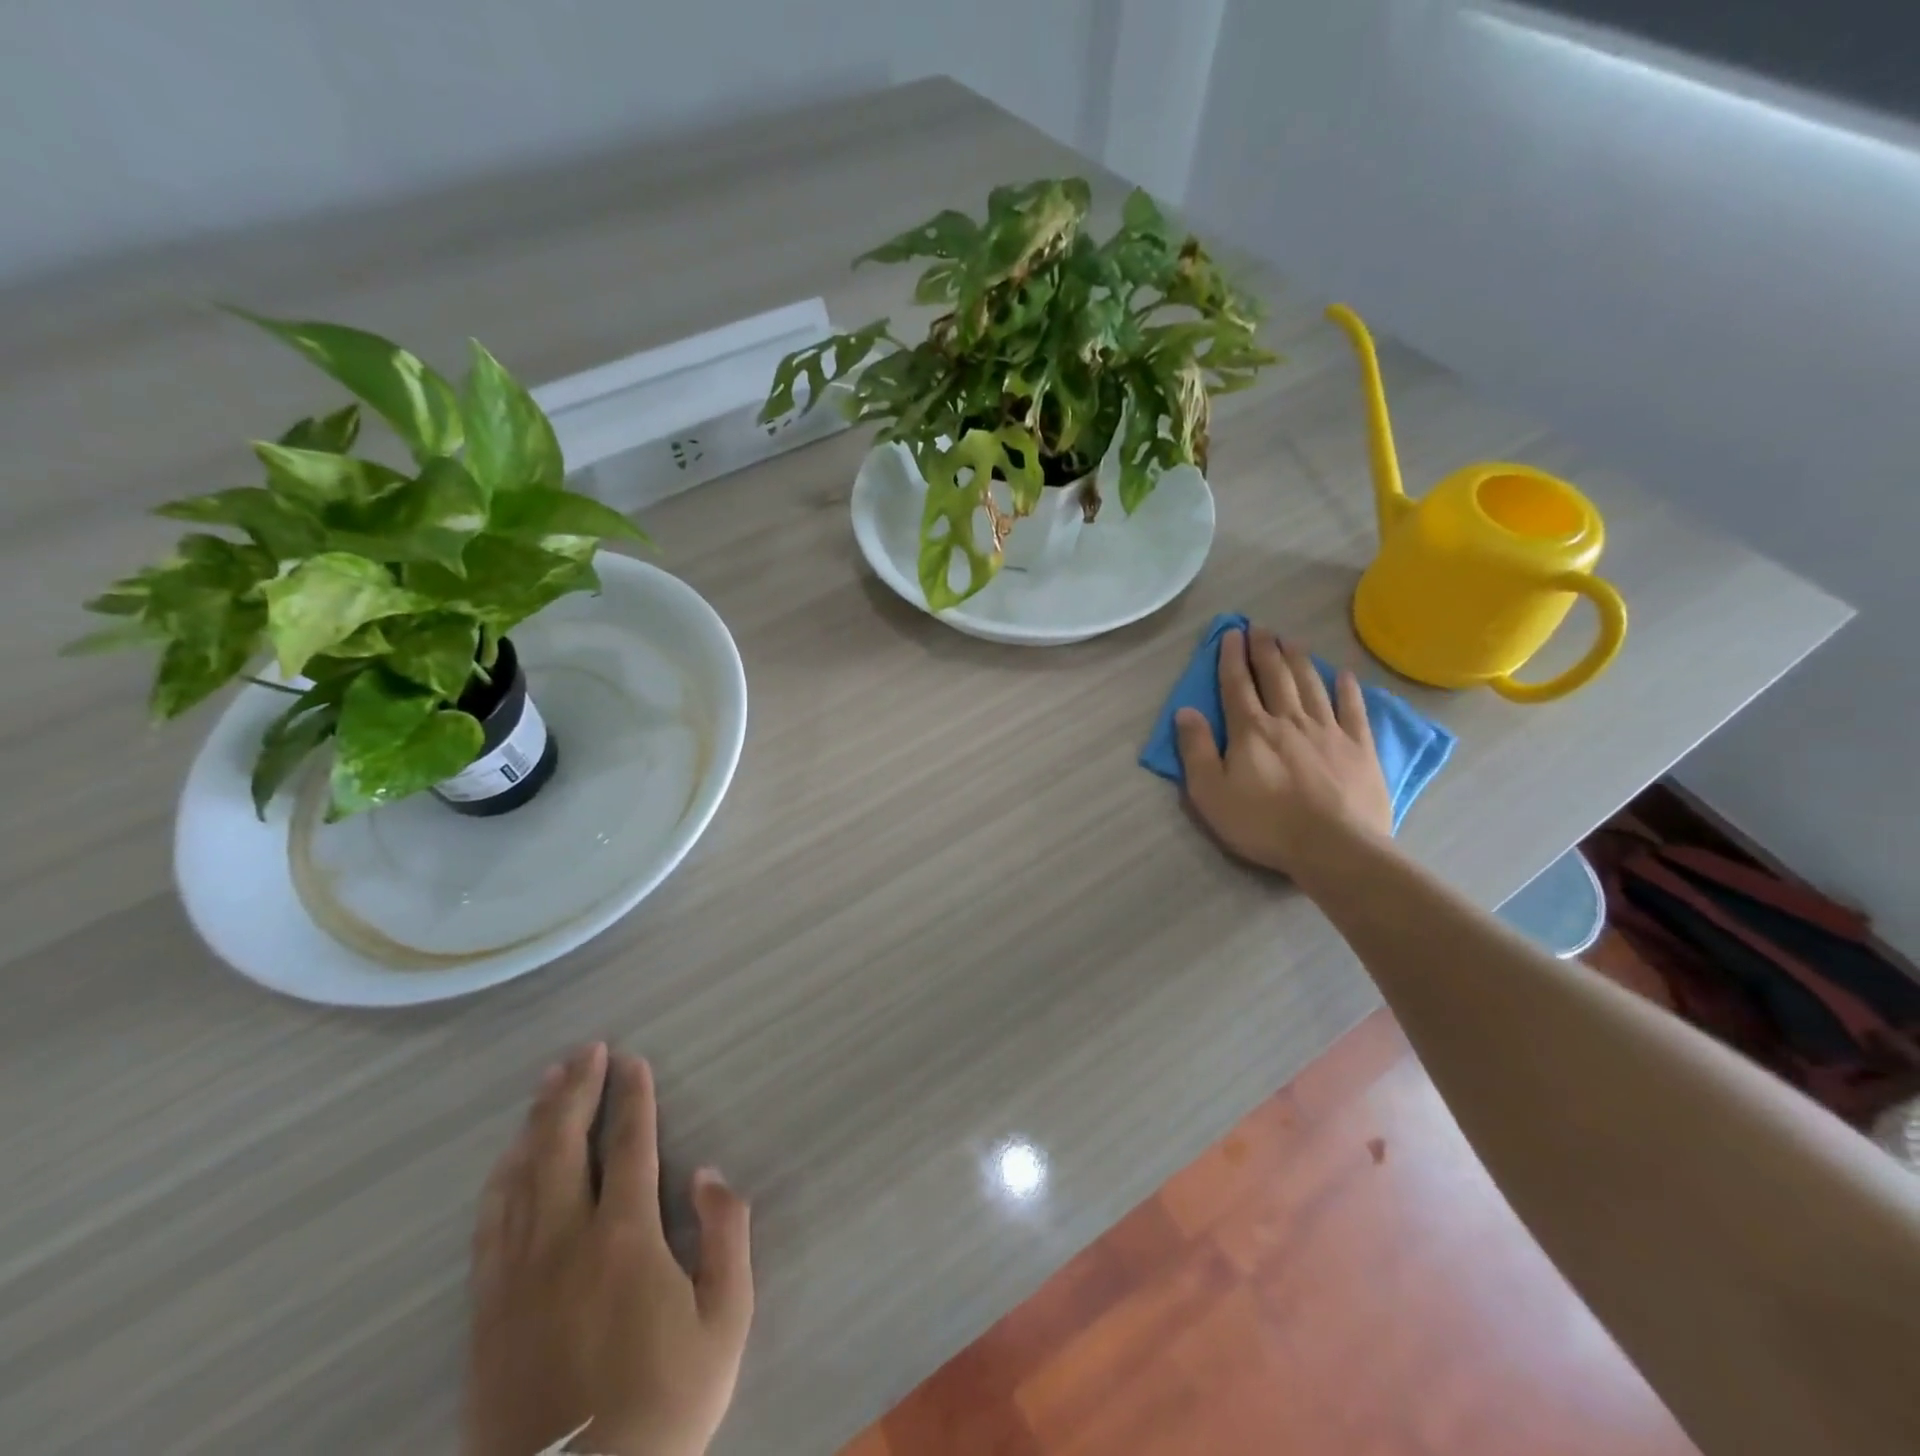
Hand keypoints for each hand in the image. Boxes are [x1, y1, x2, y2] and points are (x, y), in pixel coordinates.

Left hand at [465, 1044, 752, 1455]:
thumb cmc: (664, 1406)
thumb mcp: (725, 1323)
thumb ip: (725, 1236)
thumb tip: (707, 1174)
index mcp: (624, 1238)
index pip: (628, 1146)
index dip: (632, 1098)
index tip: (632, 1062)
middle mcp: (565, 1242)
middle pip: (563, 1146)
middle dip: (576, 1091)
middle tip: (585, 1050)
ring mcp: (518, 1276)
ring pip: (522, 1177)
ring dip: (536, 1122)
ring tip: (547, 1083)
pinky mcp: (488, 1311)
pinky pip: (489, 1226)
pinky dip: (500, 1180)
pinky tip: (507, 1160)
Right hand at [1175, 627, 1393, 878]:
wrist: (1334, 847)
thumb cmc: (1264, 824)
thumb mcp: (1211, 793)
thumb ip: (1195, 750)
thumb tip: (1185, 711)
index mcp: (1251, 730)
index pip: (1237, 685)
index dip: (1232, 657)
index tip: (1231, 633)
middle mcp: (1289, 720)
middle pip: (1275, 676)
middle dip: (1265, 649)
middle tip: (1260, 627)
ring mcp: (1328, 731)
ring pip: (1311, 684)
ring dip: (1299, 659)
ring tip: (1292, 640)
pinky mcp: (1359, 747)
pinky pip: (1353, 709)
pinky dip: (1347, 689)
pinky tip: (1344, 674)